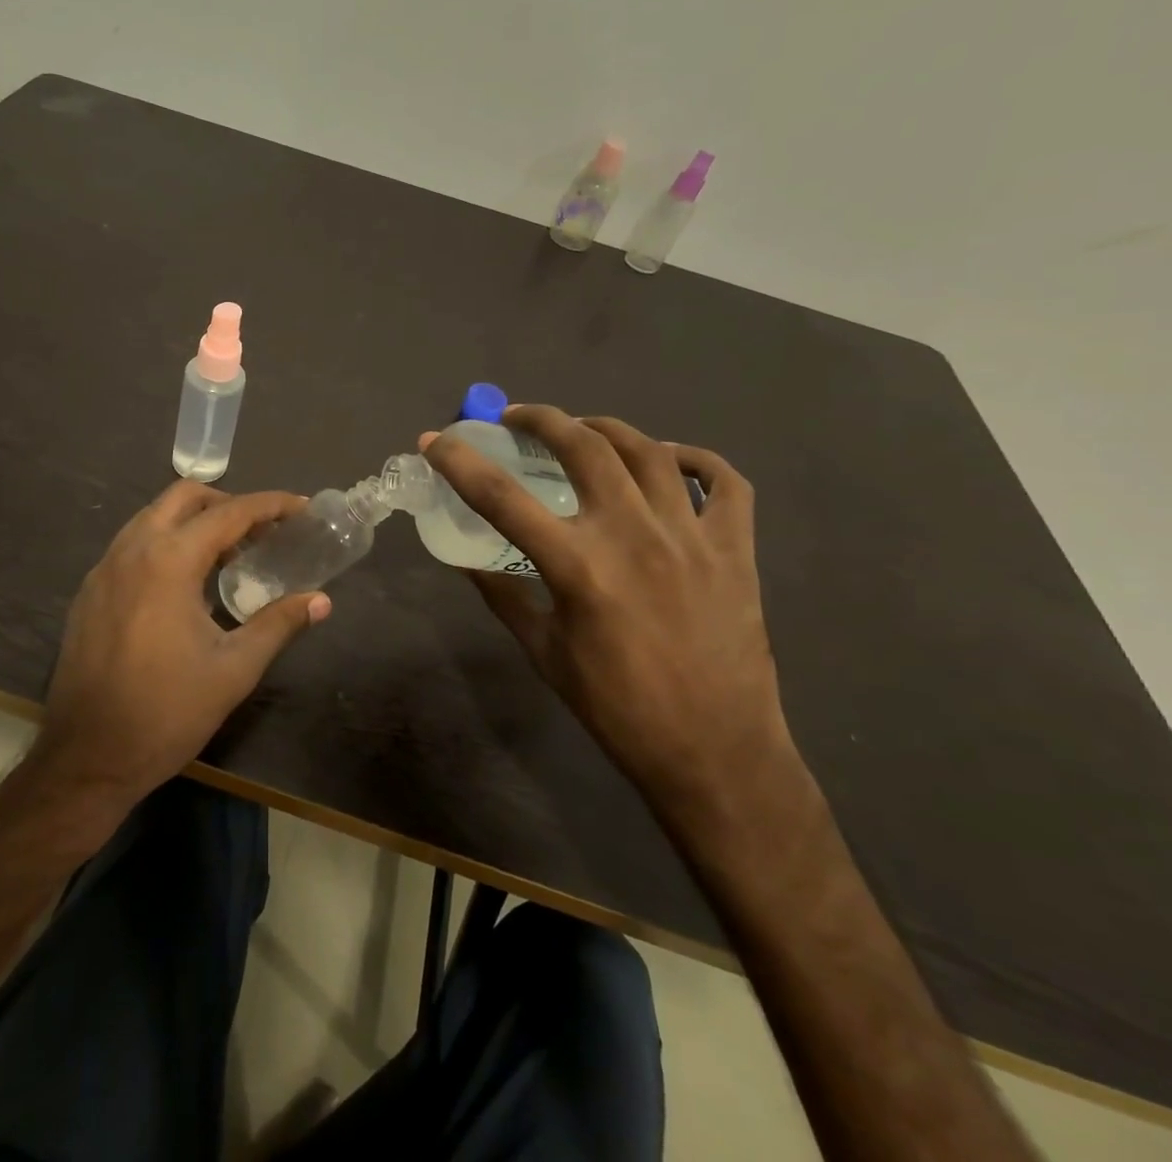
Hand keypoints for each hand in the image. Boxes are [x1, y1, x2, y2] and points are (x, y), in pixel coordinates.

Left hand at [30, 480, 331, 815]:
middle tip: (261, 531)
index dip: (270, 505)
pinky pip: (132, 545)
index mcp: (169, 561)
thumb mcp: (233, 670)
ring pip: (153, 517)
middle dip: (227, 503)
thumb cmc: (166, 713)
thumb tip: (320, 601)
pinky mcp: (89, 591)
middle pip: (184, 497)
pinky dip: (165, 544)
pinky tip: (184, 585)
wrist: (86, 758)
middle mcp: (131, 549)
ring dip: (193, 522)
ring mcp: (103, 568)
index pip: (229, 513)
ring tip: (227, 556)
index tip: (300, 507)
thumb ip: (278, 624)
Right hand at [424, 407, 792, 828]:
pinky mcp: (736, 549)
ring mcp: (692, 537)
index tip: (435, 440)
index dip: (460, 462)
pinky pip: (726, 482)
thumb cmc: (617, 709)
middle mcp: (633, 535)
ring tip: (581, 429)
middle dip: (540, 419)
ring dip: (605, 428)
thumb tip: (467, 558)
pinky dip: (695, 459)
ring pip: (648, 450)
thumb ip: (503, 594)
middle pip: (582, 446)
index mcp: (578, 567)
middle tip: (515, 418)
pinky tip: (670, 459)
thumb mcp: (544, 651)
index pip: (501, 497)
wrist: (715, 754)